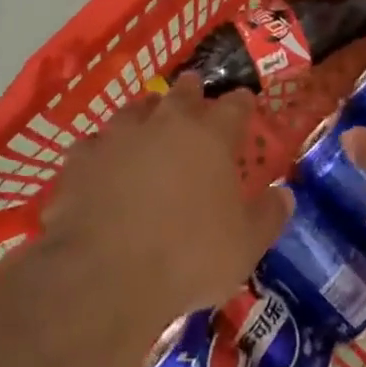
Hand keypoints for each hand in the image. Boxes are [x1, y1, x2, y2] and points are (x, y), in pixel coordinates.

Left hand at [41, 76, 289, 329]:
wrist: (105, 275)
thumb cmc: (188, 258)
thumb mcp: (245, 246)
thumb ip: (268, 216)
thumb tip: (285, 194)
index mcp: (210, 136)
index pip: (234, 106)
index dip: (241, 102)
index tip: (245, 101)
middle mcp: (165, 123)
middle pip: (182, 92)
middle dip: (191, 91)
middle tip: (194, 92)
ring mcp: (118, 136)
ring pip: (135, 110)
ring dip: (145, 115)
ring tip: (146, 124)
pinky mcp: (80, 159)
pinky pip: (94, 146)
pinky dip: (102, 152)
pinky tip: (101, 165)